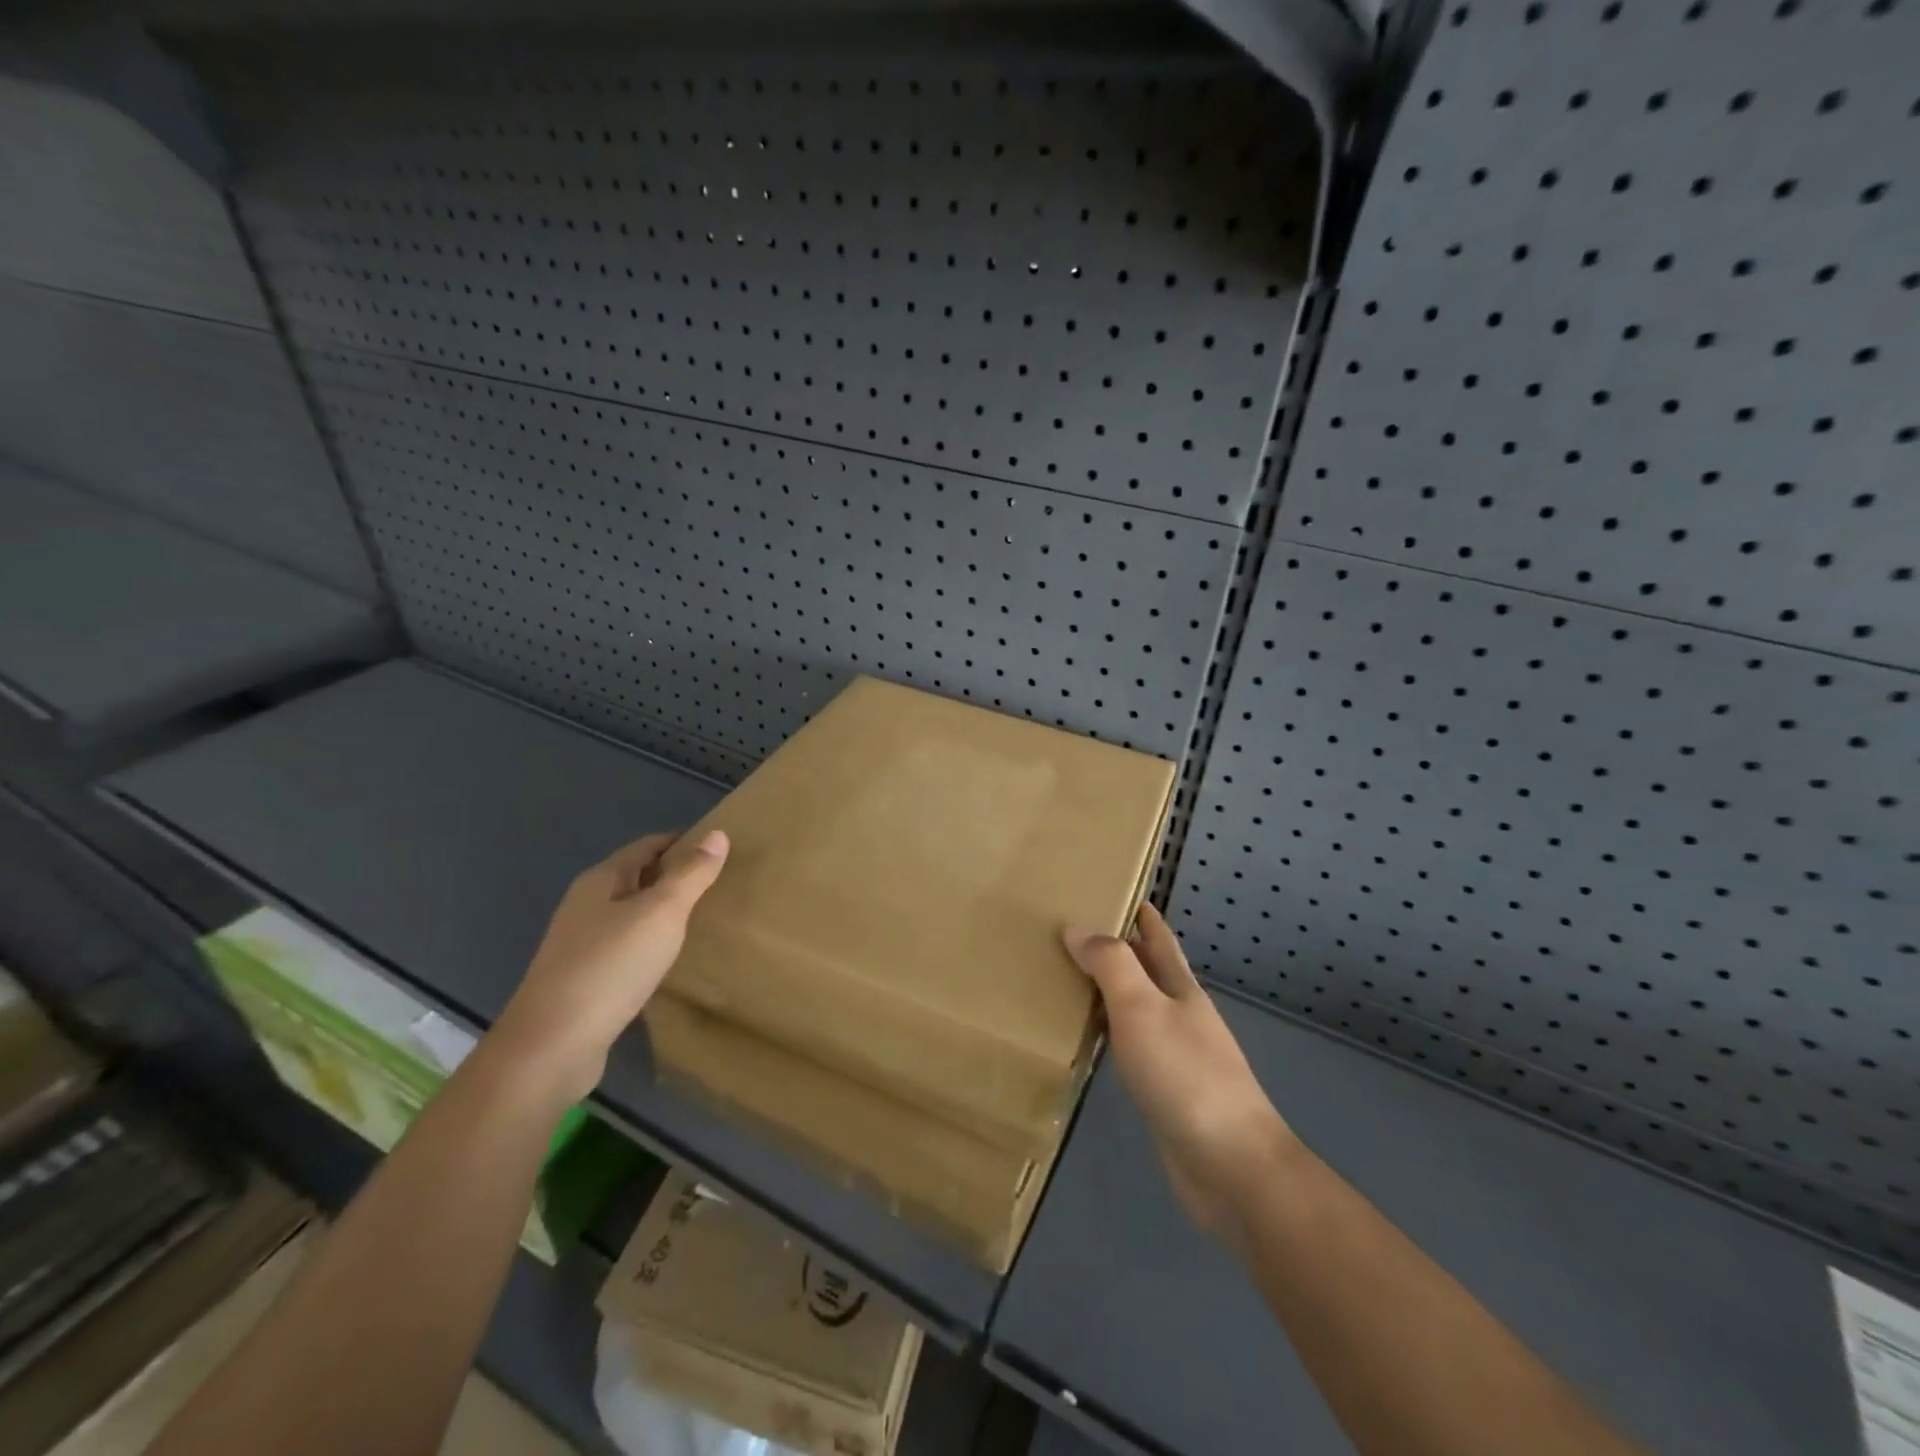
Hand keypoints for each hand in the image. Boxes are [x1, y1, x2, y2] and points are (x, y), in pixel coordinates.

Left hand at [494, 830, 728, 1101]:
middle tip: (721, 883)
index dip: (682, 842)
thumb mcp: (661, 913)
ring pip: (632, 916)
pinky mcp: (585, 981)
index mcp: (600, 881)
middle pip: (637, 878)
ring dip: (664, 914)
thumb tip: (718, 833)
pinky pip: (627, 950)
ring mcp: (582, 946)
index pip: (647, 846)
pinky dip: (652, 946)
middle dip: (675, 877)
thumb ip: (691, 874)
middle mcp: (586, 906)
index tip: (720, 848)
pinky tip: (672, 961)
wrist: (552, 1047)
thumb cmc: (611, 967)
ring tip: (705, 920)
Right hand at [1064, 905, 1293, 1234]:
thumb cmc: (1185, 1074)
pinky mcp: (1163, 1091)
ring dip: (1108, 990)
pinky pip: (1128, 1046)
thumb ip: (1110, 964)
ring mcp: (1174, 1054)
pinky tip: (1086, 1037)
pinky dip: (1106, 1031)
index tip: (1114, 888)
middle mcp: (1179, 1014)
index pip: (1159, 938)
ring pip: (1135, 1008)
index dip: (1140, 913)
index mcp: (1180, 988)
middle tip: (1071, 928)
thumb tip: (1078, 928)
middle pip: (1146, 970)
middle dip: (1117, 947)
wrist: (1230, 1166)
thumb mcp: (1142, 1007)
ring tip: (1067, 975)